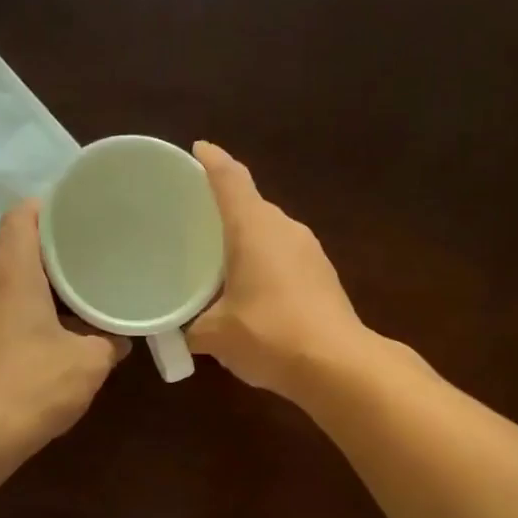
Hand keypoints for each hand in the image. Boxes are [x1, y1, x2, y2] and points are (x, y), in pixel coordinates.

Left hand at [0, 200, 128, 443]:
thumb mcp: (90, 362)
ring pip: (4, 281)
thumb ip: (110, 341)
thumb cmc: (36, 385)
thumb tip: (120, 338)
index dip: (48, 208)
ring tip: (71, 299)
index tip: (78, 216)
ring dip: (35, 285)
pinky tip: (48, 333)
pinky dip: (21, 310)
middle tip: (87, 260)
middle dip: (49, 252)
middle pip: (13, 248)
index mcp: (11, 273)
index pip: (20, 216)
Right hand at [188, 142, 374, 399]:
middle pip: (252, 206)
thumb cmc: (268, 335)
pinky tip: (252, 292)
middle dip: (225, 210)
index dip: (211, 161)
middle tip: (195, 222)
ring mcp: (311, 253)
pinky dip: (266, 265)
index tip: (197, 150)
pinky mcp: (324, 278)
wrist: (338, 366)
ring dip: (247, 242)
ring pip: (271, 234)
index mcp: (254, 227)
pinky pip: (286, 259)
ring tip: (220, 261)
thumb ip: (190, 328)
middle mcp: (285, 229)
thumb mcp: (215, 335)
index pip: (230, 179)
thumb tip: (179, 332)